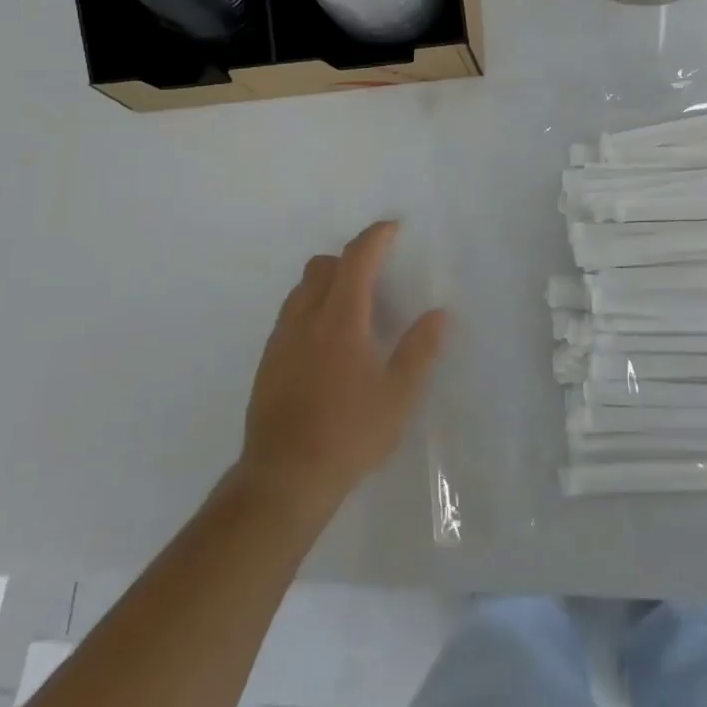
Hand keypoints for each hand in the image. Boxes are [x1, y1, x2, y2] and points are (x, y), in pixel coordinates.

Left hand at [239, 221, 447, 515]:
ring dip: (327, 283)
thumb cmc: (349, 434)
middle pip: (323, 266)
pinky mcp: (267, 362)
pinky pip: (290, 315)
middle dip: (350, 259)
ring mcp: (281, 340)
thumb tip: (439, 315)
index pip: (356, 259)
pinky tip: (327, 344)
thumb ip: (419, 350)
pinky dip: (311, 309)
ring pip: (302, 289)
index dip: (375, 237)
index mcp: (341, 319)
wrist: (283, 479)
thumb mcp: (398, 396)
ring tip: (353, 310)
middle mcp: (306, 318)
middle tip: (376, 277)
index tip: (393, 228)